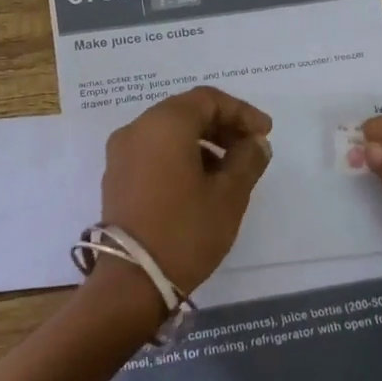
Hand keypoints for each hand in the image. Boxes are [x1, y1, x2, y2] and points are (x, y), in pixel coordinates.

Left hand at [100, 86, 273, 294]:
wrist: (132, 280)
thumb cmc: (186, 230)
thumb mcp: (229, 195)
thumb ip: (247, 159)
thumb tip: (255, 142)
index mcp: (164, 124)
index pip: (208, 100)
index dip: (241, 112)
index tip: (265, 133)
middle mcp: (137, 129)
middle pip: (185, 112)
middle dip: (222, 125)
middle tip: (251, 147)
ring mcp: (121, 153)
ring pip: (168, 132)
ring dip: (202, 142)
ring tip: (230, 169)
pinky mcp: (116, 176)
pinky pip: (153, 151)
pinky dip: (179, 155)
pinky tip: (201, 182)